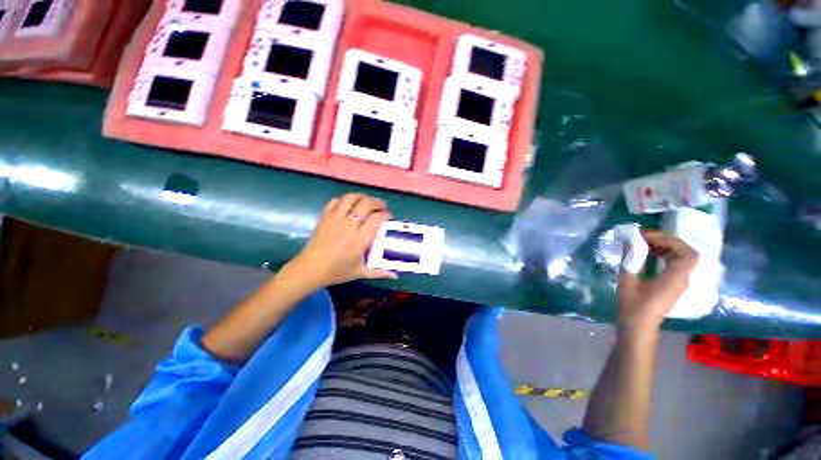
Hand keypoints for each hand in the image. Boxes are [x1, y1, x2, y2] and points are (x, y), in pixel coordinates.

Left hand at [284, 193, 396, 289]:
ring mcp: (335, 219)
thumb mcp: (360, 273)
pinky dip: (344, 199)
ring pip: (350, 198)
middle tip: (382, 206)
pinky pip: (335, 201)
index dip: (385, 214)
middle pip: (366, 204)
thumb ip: (379, 272)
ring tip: (367, 201)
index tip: (388, 216)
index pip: (376, 218)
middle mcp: (349, 226)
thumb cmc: (337, 272)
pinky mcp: (324, 217)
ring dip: (362, 197)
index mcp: (360, 240)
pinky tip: (349, 205)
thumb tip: (395, 276)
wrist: (309, 269)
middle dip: (377, 202)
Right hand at [616, 230, 697, 336]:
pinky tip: (648, 255)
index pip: (687, 254)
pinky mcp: (672, 286)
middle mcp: (681, 279)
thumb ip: (629, 260)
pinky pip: (674, 265)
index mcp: (674, 279)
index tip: (647, 238)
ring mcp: (678, 283)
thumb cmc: (632, 307)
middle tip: (645, 238)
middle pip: (686, 253)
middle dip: (667, 241)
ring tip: (644, 244)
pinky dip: (664, 256)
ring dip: (665, 248)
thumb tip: (628, 241)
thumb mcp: (627, 282)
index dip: (670, 241)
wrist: (638, 328)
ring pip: (681, 258)